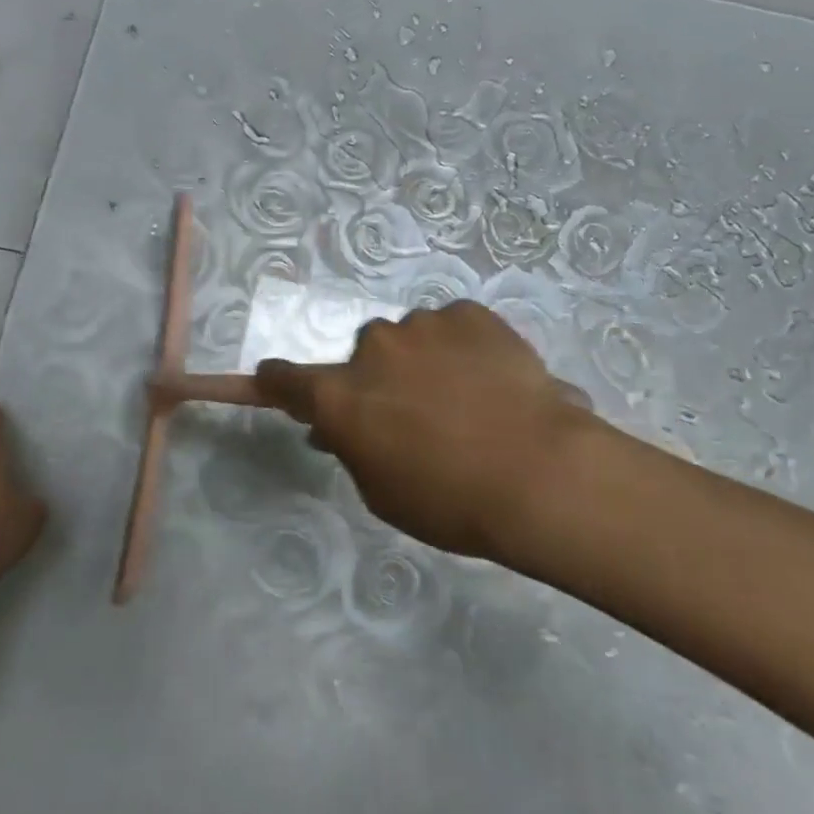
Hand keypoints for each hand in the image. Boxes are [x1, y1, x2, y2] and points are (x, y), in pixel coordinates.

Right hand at [254, 302, 592, 559]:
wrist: (539, 473)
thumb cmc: (450, 500)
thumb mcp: (383, 492)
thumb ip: (353, 450)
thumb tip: (337, 429)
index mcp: (341, 396)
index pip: (285, 380)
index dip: (276, 382)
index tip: (274, 380)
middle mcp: (373, 348)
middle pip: (364, 356)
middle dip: (379, 378)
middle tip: (417, 412)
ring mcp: (423, 324)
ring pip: (412, 338)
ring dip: (425, 360)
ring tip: (468, 398)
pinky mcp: (469, 313)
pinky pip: (454, 326)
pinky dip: (464, 347)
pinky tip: (493, 378)